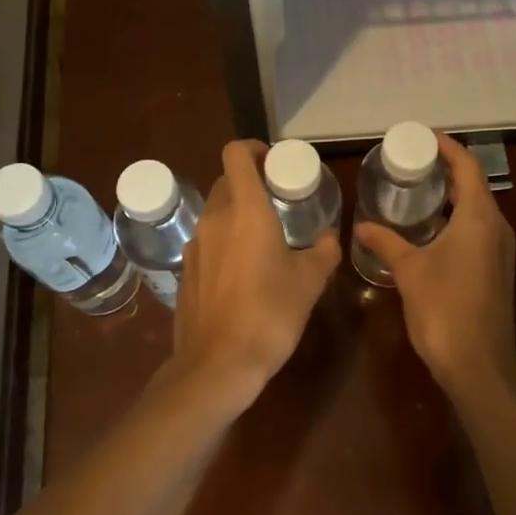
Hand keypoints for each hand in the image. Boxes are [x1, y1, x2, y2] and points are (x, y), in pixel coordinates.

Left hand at [171, 140, 339, 398]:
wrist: (217, 366)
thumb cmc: (270, 314)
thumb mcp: (309, 282)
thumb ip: (323, 252)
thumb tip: (330, 237)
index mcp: (245, 210)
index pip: (236, 154)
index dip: (254, 148)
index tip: (273, 162)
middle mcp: (214, 219)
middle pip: (226, 182)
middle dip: (250, 184)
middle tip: (277, 203)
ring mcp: (195, 246)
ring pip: (215, 213)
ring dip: (237, 216)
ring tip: (263, 240)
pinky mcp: (185, 272)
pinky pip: (207, 243)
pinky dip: (224, 243)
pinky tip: (243, 273)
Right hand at [353, 134, 515, 400]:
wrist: (479, 365)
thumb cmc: (445, 308)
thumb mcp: (409, 271)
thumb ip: (386, 242)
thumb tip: (361, 226)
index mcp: (479, 217)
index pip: (468, 167)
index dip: (448, 148)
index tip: (423, 137)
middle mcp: (496, 227)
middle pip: (474, 185)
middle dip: (446, 170)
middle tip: (412, 162)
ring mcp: (500, 250)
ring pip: (477, 209)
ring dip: (451, 196)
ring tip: (417, 189)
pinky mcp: (496, 269)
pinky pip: (477, 230)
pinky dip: (455, 219)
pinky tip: (428, 229)